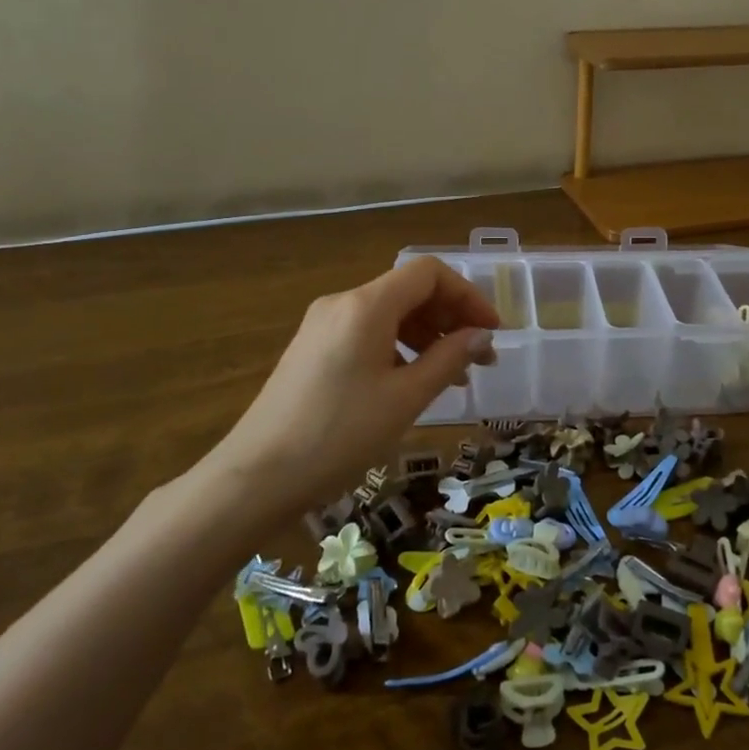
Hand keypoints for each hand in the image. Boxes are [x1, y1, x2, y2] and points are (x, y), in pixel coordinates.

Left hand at [199, 257, 499, 513]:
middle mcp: (343, 303)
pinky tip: (412, 381)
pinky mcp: (312, 349)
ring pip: (389, 313)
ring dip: (428, 335)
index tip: (492, 331)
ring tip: (452, 376)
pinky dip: (399, 347)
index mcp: (366, 305)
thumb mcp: (406, 398)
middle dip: (451, 317)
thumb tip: (482, 337)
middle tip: (480, 358)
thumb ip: (449, 359)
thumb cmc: (340, 435)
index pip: (429, 273)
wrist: (257, 476)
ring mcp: (323, 325)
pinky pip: (368, 332)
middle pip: (409, 290)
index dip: (468, 295)